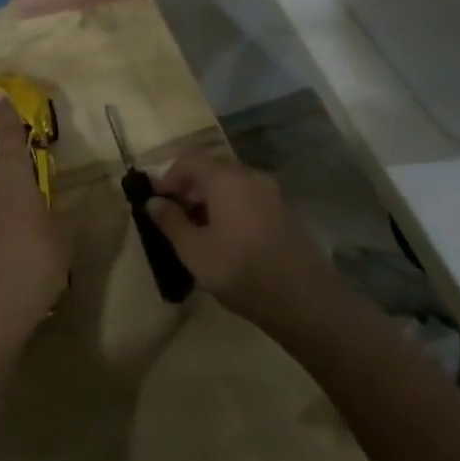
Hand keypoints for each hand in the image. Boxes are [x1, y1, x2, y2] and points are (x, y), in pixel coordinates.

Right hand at [143, 150, 340, 324]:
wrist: (305, 301)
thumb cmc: (240, 270)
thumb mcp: (193, 250)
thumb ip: (170, 221)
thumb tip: (154, 202)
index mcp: (225, 179)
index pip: (190, 159)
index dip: (169, 176)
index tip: (157, 201)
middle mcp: (250, 177)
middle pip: (212, 169)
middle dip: (189, 188)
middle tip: (175, 216)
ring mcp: (273, 194)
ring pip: (232, 185)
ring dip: (210, 199)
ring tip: (198, 231)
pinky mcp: (286, 213)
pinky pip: (250, 199)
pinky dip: (232, 208)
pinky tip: (227, 239)